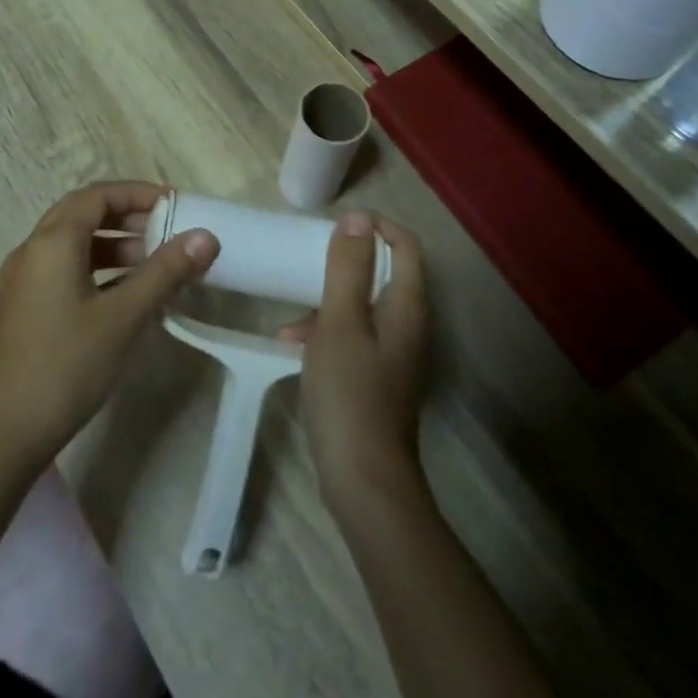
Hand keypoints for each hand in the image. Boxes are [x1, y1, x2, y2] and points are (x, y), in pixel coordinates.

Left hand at [0, 181, 216, 467]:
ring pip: (73, 242)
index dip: (137, 193)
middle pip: (83, 213)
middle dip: (126, 215)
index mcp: (52, 242)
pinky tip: (125, 292)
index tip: (175, 204)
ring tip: (154, 261)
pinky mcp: (25, 304)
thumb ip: (165, 272)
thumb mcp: (124, 316)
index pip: (97, 195)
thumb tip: (206, 237)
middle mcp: (33, 249)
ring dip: (113, 243)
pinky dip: (97, 266)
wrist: (7, 430)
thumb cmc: (68, 365)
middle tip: (166, 228)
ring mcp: (25, 278)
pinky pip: (65, 266)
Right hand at [280, 211, 429, 520]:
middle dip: (343, 263)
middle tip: (306, 261)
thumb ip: (347, 268)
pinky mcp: (377, 376)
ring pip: (362, 305)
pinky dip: (326, 331)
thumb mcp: (339, 322)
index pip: (404, 244)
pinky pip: (353, 335)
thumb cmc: (350, 392)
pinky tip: (291, 345)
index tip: (335, 226)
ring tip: (290, 316)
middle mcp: (408, 324)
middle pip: (382, 272)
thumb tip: (357, 218)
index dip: (374, 226)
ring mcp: (394, 353)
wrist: (363, 479)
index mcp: (407, 306)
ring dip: (327, 301)